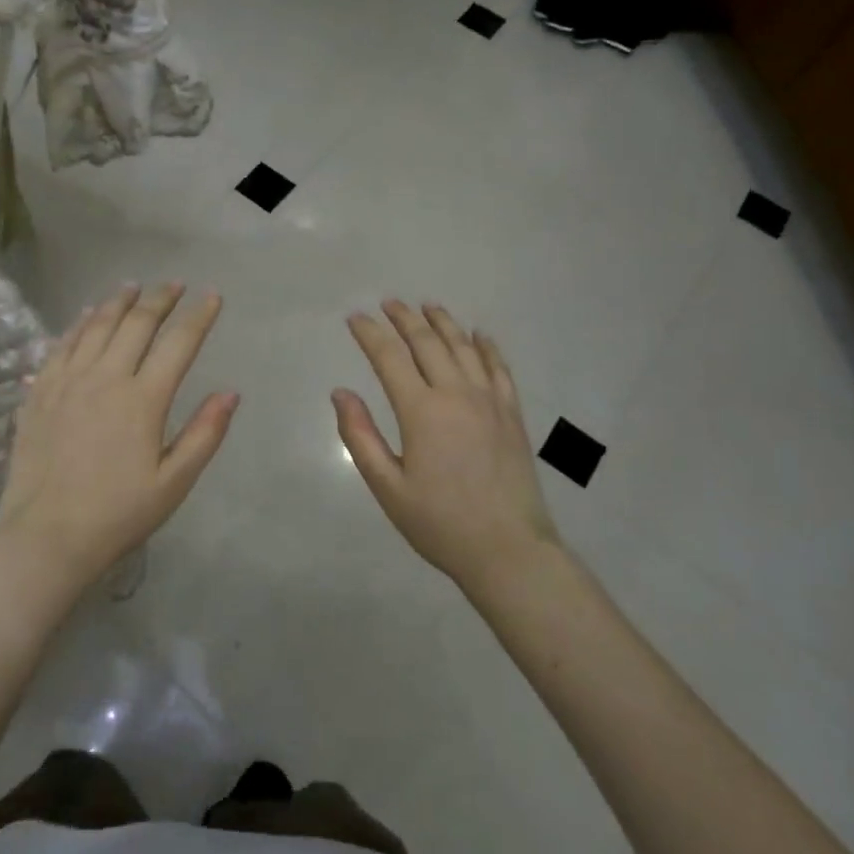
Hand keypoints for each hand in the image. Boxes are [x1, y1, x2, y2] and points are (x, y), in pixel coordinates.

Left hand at [0, 283, 237, 595]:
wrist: (45, 536)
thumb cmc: (117, 514)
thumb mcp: (173, 483)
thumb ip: (204, 434)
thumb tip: (231, 392)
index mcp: (143, 400)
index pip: (178, 343)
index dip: (198, 316)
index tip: (212, 296)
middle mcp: (105, 378)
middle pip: (137, 323)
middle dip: (160, 299)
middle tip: (174, 283)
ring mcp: (67, 382)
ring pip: (96, 325)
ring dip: (119, 301)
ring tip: (134, 286)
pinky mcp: (40, 392)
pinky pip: (62, 344)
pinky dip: (79, 323)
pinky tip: (86, 314)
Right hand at [334, 300, 558, 590]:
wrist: (509, 550)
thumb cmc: (439, 523)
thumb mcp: (388, 487)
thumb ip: (360, 436)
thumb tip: (340, 393)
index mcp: (421, 411)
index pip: (389, 358)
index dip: (370, 334)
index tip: (355, 318)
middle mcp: (456, 394)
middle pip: (427, 342)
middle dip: (404, 319)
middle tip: (388, 303)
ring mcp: (489, 401)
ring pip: (464, 347)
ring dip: (443, 323)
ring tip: (427, 306)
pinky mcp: (512, 414)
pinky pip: (499, 367)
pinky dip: (487, 346)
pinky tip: (479, 334)